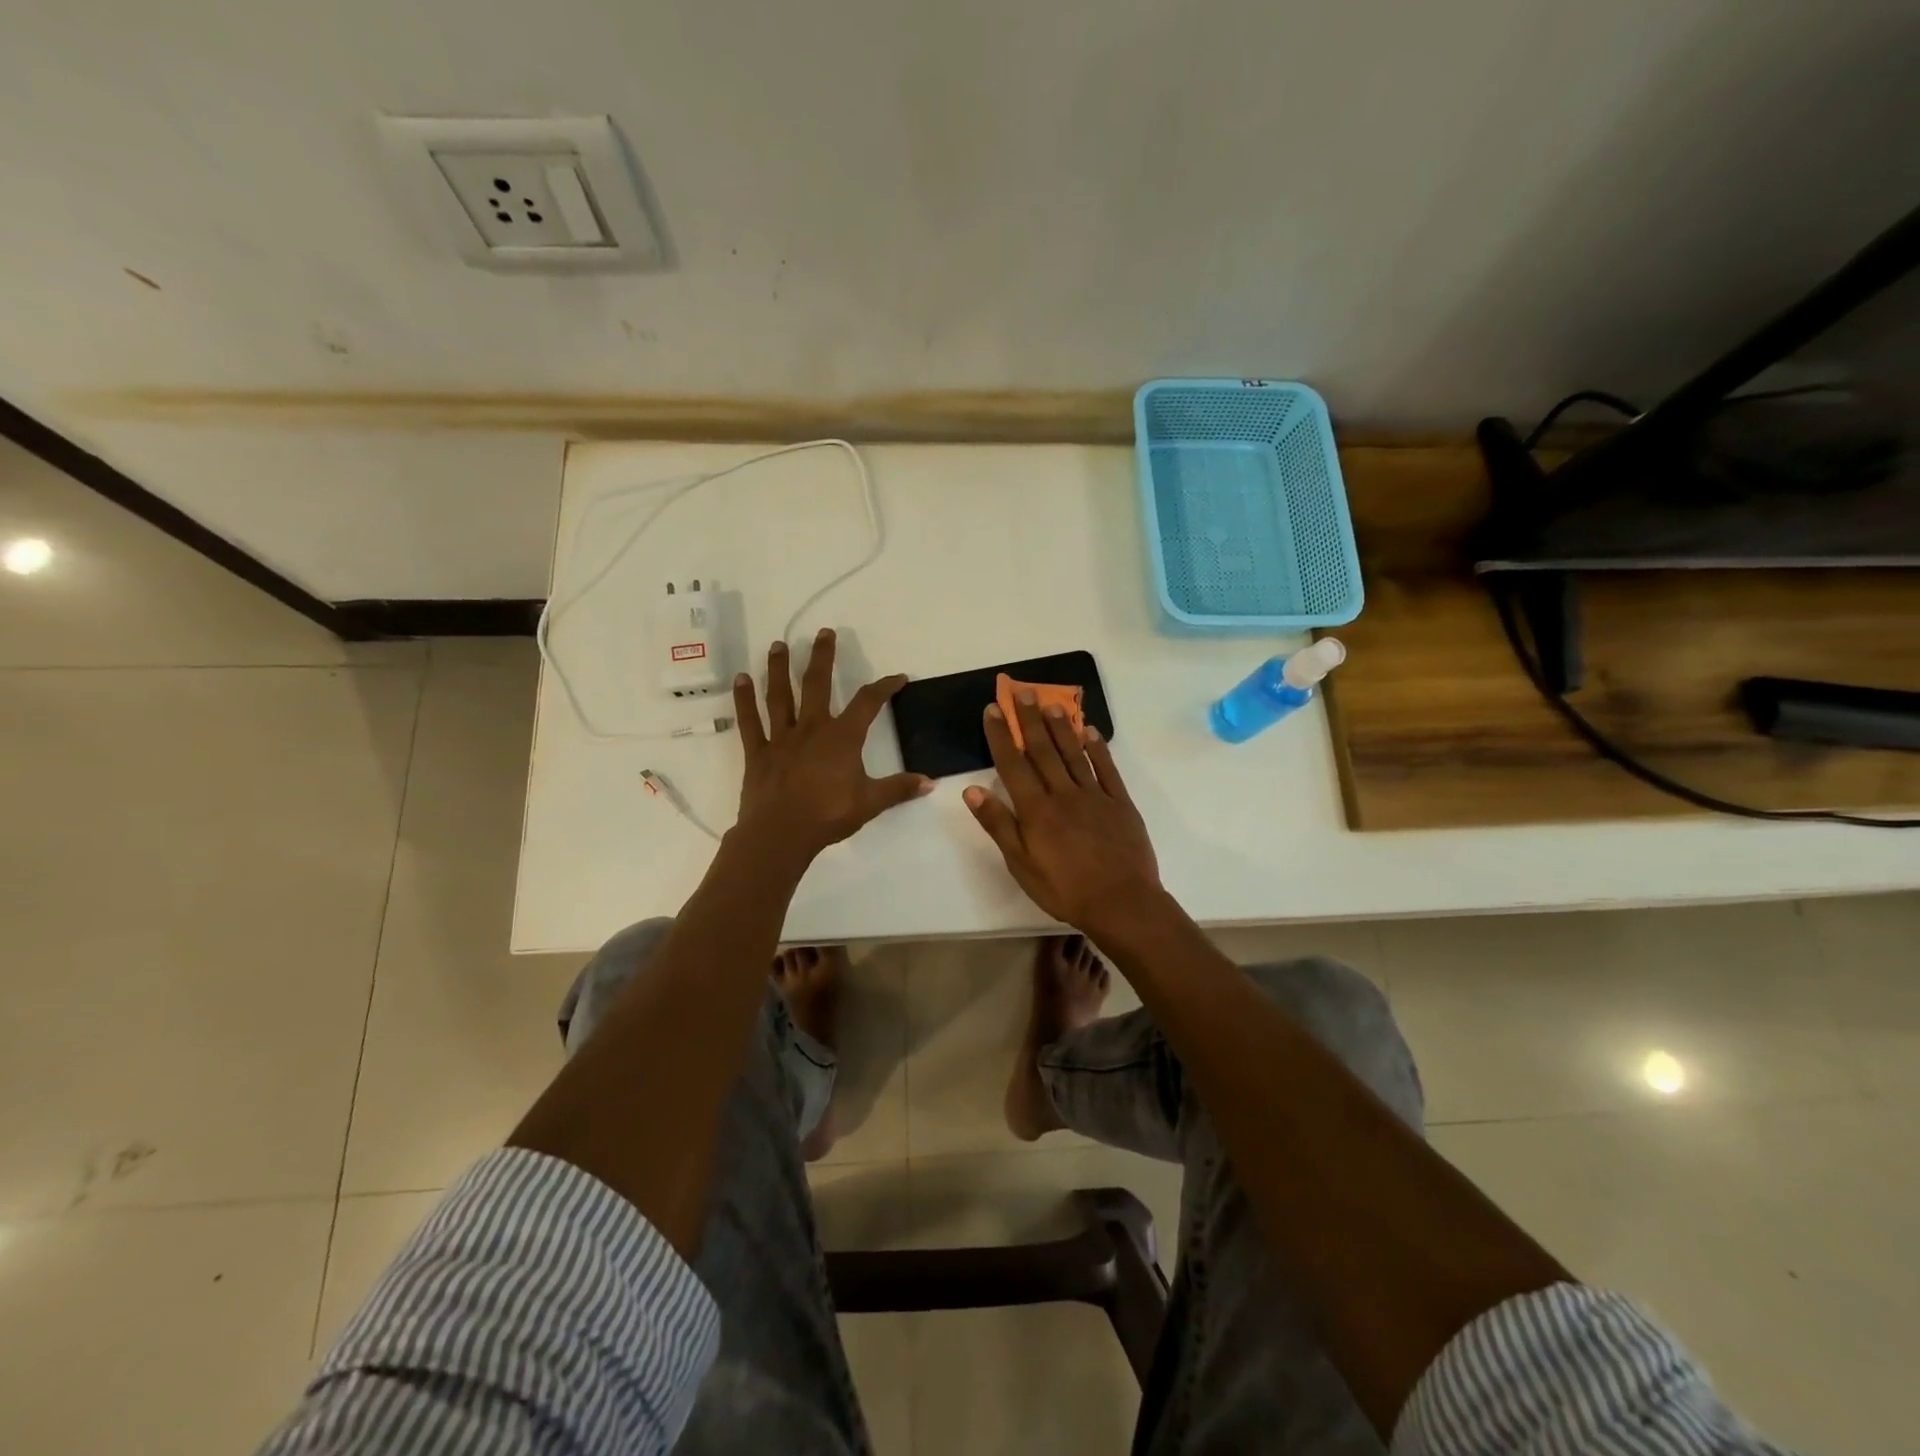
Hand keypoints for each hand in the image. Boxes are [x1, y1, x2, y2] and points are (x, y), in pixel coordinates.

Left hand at [731, 630, 931, 856]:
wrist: (781, 834)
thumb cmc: (828, 815)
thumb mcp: (870, 803)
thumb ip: (899, 789)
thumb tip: (930, 783)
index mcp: (842, 737)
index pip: (868, 703)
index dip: (884, 687)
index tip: (898, 677)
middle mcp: (812, 728)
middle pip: (817, 684)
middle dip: (823, 657)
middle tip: (824, 632)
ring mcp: (782, 738)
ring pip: (780, 696)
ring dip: (779, 669)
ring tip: (778, 645)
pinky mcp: (759, 752)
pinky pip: (750, 721)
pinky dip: (744, 700)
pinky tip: (740, 679)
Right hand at [962, 689, 1162, 933]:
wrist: (1122, 903)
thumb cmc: (1065, 890)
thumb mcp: (1021, 865)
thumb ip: (999, 825)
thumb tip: (972, 791)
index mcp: (1036, 809)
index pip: (1013, 765)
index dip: (1002, 736)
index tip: (993, 709)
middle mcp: (1063, 794)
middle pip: (1043, 750)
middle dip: (1030, 719)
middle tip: (1021, 690)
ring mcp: (1094, 795)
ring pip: (1073, 753)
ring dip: (1061, 726)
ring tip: (1050, 701)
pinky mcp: (1120, 803)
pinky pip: (1106, 769)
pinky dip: (1097, 748)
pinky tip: (1090, 732)